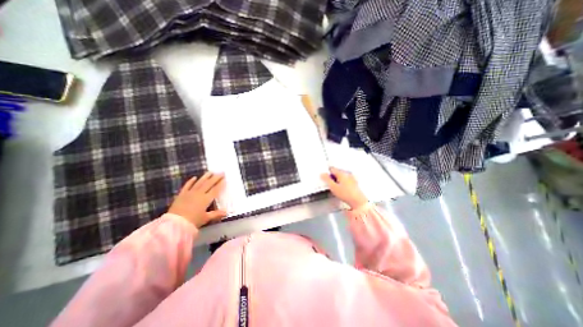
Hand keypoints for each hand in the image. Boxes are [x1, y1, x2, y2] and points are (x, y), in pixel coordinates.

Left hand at [167, 172, 226, 227]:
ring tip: (211, 171)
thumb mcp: (205, 218)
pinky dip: (191, 181)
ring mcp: (190, 193)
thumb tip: (226, 212)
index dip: (221, 184)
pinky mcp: (181, 194)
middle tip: (221, 172)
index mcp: (206, 199)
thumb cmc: (192, 221)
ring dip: (206, 176)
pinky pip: (187, 185)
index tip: (225, 179)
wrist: (174, 224)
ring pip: (199, 182)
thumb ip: (216, 214)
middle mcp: (199, 194)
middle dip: (216, 177)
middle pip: (209, 184)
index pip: (215, 190)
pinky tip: (194, 177)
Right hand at [321, 165, 365, 208]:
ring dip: (338, 180)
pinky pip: (346, 180)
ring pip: (341, 176)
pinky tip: (342, 189)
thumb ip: (327, 179)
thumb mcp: (333, 187)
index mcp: (342, 173)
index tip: (325, 179)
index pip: (332, 168)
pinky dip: (343, 183)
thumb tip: (322, 174)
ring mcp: (352, 177)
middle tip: (331, 185)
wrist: (358, 201)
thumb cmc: (346, 194)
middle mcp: (347, 173)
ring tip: (337, 188)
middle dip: (333, 177)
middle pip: (337, 172)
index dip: (327, 173)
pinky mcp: (354, 182)